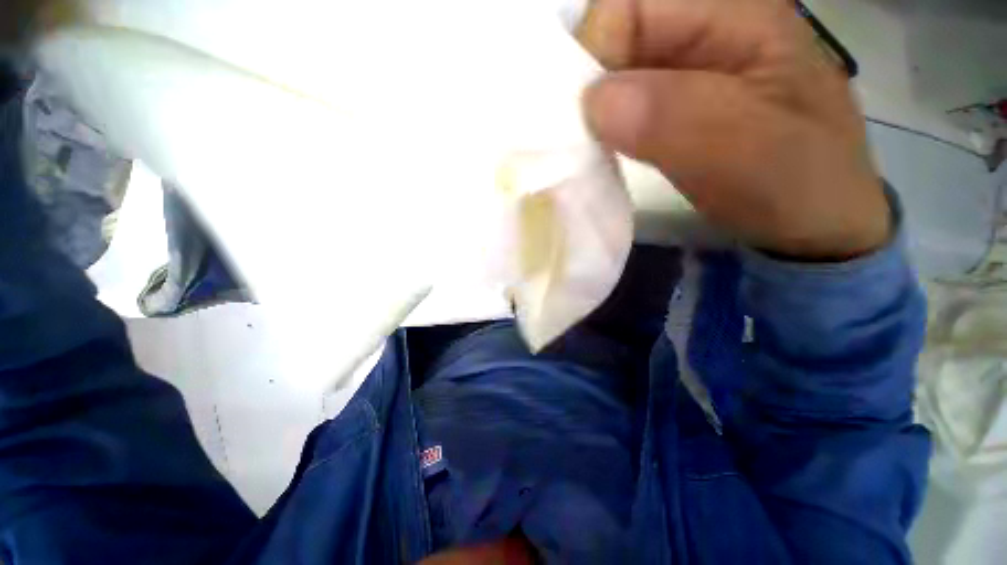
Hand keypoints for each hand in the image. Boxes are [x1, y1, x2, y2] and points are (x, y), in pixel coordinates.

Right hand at [578, 0, 889, 259]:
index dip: (595, 54)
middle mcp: (707, 30)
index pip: (629, 5)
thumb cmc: (796, 187)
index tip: (586, 120)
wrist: (811, 222)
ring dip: (596, 112)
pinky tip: (609, 151)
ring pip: (616, 73)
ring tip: (595, 151)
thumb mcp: (747, 150)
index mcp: (736, 15)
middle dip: (590, 87)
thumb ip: (673, 116)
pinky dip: (606, 128)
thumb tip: (595, 102)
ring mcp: (690, 70)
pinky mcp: (678, 105)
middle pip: (618, 36)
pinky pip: (624, 104)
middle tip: (586, 142)